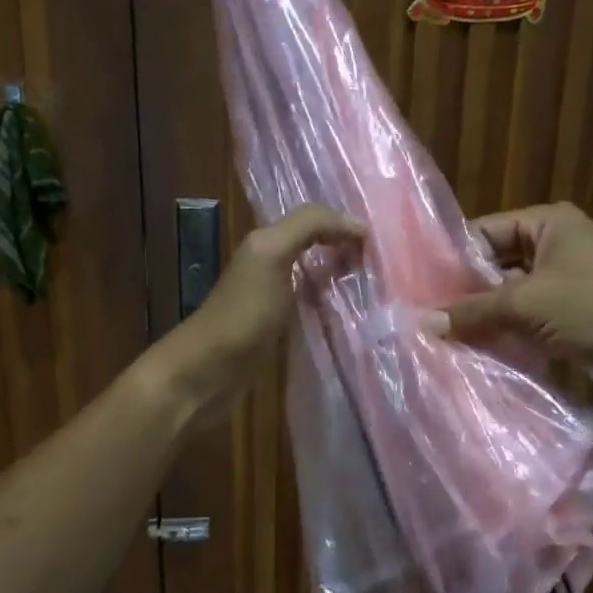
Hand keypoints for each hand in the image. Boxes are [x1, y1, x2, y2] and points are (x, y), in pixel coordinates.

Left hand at [155, 204, 363, 421]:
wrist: (208, 372)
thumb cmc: (243, 313)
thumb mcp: (272, 255)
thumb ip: (309, 226)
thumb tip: (358, 225)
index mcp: (268, 242)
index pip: (315, 219)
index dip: (344, 224)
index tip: (380, 243)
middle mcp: (272, 263)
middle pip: (318, 245)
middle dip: (349, 248)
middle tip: (384, 264)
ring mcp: (276, 298)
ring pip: (318, 275)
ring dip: (345, 276)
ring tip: (378, 286)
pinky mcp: (281, 329)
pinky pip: (315, 306)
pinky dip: (336, 304)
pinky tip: (355, 314)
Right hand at [428, 202, 592, 366]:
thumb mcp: (529, 304)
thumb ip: (474, 311)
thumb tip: (422, 323)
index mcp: (545, 222)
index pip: (482, 232)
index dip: (451, 260)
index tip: (418, 289)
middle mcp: (555, 242)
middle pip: (495, 263)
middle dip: (467, 293)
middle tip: (428, 318)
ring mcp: (568, 276)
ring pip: (512, 292)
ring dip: (488, 315)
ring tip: (449, 338)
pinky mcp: (577, 308)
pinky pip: (532, 313)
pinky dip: (512, 329)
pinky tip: (484, 350)